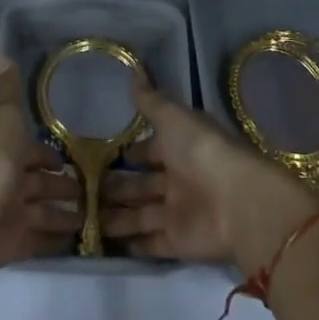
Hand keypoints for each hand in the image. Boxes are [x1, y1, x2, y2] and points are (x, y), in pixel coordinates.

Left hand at [0, 62, 80, 282]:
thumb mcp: (4, 118)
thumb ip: (7, 91)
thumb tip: (2, 54)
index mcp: (5, 152)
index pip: (32, 153)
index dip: (49, 156)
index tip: (73, 159)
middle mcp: (7, 182)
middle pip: (39, 185)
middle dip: (62, 187)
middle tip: (93, 191)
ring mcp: (10, 215)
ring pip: (43, 213)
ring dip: (64, 214)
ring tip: (95, 215)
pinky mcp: (15, 245)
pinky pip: (41, 241)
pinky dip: (57, 240)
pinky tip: (80, 240)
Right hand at [100, 86, 318, 274]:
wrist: (237, 202)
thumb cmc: (202, 151)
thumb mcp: (174, 117)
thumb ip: (151, 102)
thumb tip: (134, 76)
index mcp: (181, 147)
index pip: (150, 150)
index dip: (130, 153)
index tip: (100, 156)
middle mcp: (179, 179)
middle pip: (141, 184)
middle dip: (115, 186)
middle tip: (82, 190)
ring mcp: (179, 212)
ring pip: (140, 214)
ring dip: (116, 216)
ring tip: (84, 217)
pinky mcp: (178, 242)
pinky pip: (151, 243)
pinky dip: (133, 244)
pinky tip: (107, 243)